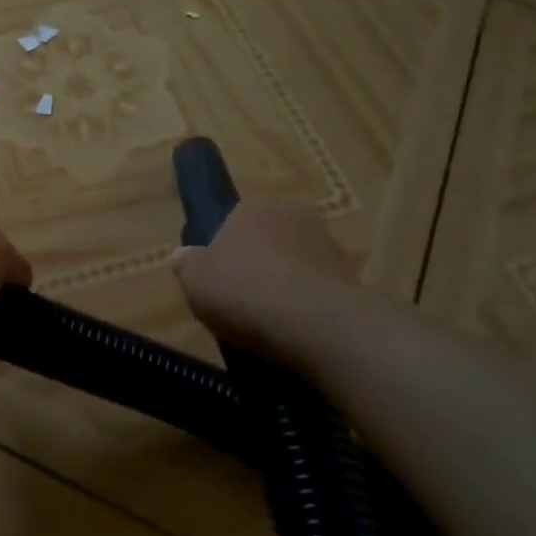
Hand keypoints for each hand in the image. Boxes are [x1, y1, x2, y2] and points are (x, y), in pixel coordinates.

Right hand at [174, 198, 355, 353]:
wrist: (313, 322)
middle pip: (268, 239)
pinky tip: (293, 329)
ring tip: (268, 320)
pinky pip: (317, 289)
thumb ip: (187, 264)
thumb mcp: (194, 279)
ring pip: (295, 263)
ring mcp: (327, 244)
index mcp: (253, 207)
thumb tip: (184, 255)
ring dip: (285, 284)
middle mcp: (293, 214)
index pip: (234, 221)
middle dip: (258, 263)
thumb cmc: (242, 290)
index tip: (219, 279)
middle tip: (241, 298)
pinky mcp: (351, 277)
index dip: (224, 251)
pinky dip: (306, 304)